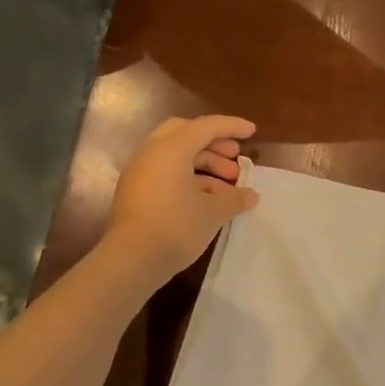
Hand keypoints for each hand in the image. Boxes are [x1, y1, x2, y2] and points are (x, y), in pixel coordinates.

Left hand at [103, 115, 259, 283]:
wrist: (132, 259)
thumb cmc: (177, 226)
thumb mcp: (213, 212)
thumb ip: (234, 199)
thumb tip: (251, 195)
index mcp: (171, 148)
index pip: (206, 126)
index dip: (231, 126)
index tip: (252, 132)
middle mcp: (151, 153)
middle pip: (185, 134)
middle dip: (213, 143)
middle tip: (234, 157)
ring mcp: (139, 173)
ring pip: (175, 156)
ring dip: (203, 164)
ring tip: (228, 187)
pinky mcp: (135, 192)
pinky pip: (165, 173)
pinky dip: (188, 178)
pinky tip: (206, 199)